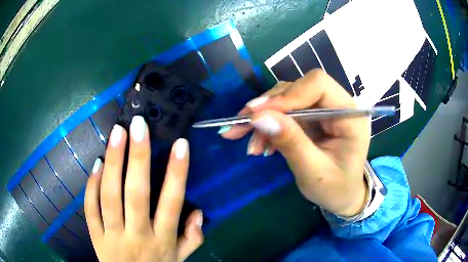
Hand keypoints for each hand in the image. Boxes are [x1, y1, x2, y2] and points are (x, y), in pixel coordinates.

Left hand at [85, 116, 203, 261]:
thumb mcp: (180, 259)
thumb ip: (192, 239)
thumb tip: (198, 213)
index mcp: (162, 241)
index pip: (171, 203)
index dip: (177, 173)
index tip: (180, 144)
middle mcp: (137, 235)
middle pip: (136, 194)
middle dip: (138, 157)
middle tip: (138, 125)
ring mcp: (112, 235)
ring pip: (110, 196)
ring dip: (113, 163)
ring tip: (117, 133)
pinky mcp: (95, 236)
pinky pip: (90, 209)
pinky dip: (92, 186)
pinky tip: (97, 164)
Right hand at [221, 69, 370, 216]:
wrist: (341, 196)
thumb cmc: (335, 189)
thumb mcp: (314, 172)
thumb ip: (291, 142)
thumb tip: (259, 117)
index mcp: (350, 116)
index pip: (318, 84)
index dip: (288, 95)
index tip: (258, 115)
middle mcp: (338, 105)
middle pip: (298, 88)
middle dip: (268, 107)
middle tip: (240, 127)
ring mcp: (324, 110)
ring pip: (287, 98)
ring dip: (264, 118)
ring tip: (252, 146)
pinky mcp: (312, 117)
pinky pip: (285, 112)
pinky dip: (269, 126)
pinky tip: (262, 145)